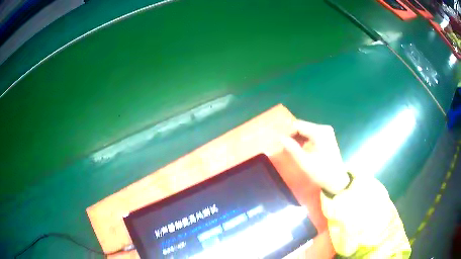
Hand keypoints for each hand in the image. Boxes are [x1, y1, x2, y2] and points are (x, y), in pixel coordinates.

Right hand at [281, 120, 349, 194]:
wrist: (337, 180)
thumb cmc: (322, 172)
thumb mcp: (305, 162)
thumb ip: (293, 149)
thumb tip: (280, 138)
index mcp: (319, 132)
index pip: (298, 125)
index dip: (287, 132)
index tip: (279, 140)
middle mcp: (323, 128)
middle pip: (302, 126)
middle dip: (292, 135)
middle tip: (282, 145)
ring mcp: (326, 132)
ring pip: (306, 130)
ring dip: (297, 137)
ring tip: (289, 148)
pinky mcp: (326, 137)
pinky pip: (311, 134)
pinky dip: (304, 139)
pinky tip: (299, 148)